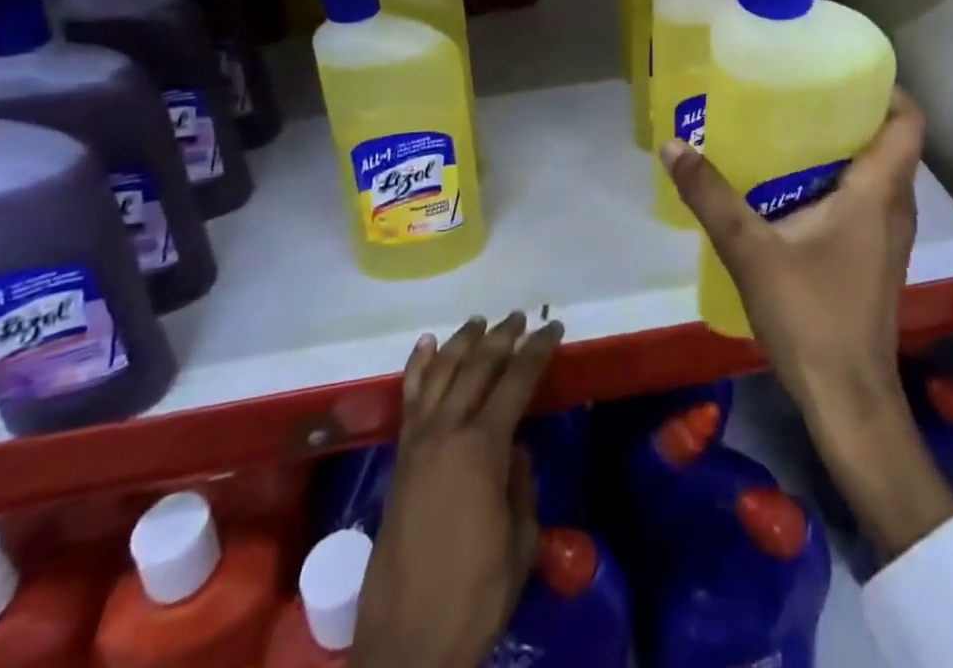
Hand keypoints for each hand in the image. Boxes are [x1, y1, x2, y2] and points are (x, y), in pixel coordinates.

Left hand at [352, 312, 563, 667]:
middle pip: (477, 366)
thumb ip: (521, 483)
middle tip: (520, 317)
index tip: (553, 327)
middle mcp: (447, 431)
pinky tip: (427, 345)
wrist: (407, 642)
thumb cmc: (476, 594)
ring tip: (480, 321)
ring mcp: (418, 441)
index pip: (516, 380)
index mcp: (482, 447)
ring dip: (462, 341)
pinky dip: (419, 366)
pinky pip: (410, 397)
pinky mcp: (399, 457)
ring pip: (441, 371)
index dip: (537, 350)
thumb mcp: (521, 540)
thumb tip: (515, 447)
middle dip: (502, 336)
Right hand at [661, 87, 952, 558]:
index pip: (908, 122)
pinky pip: (865, 200)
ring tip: (789, 128)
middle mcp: (894, 208)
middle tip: (799, 90)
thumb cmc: (811, 317)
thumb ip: (711, 197)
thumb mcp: (751, 251)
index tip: (843, 68)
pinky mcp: (874, 258)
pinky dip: (837, 181)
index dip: (886, 88)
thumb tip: (674, 146)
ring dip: (842, 147)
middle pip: (889, 141)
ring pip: (876, 173)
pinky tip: (790, 186)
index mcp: (879, 193)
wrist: (848, 402)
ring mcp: (888, 237)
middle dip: (850, 111)